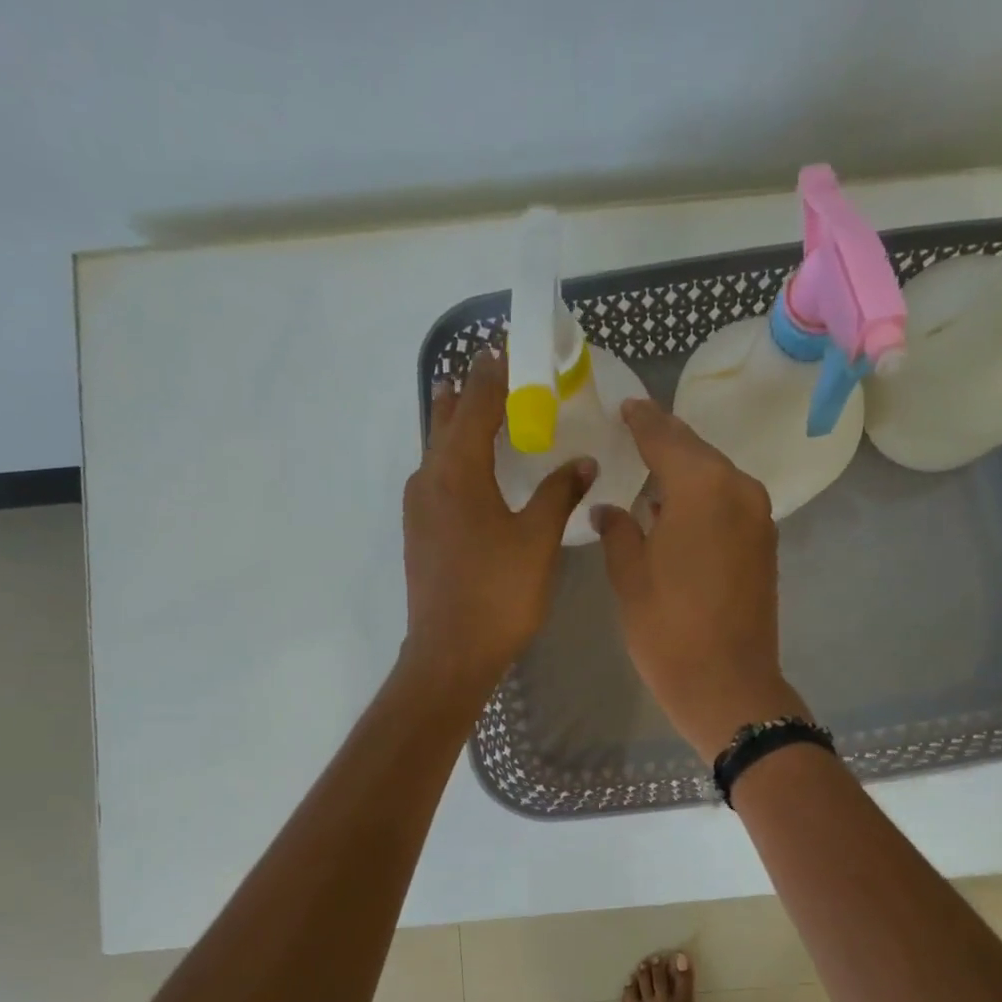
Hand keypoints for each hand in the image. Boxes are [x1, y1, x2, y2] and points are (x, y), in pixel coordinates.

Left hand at [401, 350, 596, 701]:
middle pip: (449, 416)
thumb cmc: (498, 594)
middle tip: (508, 378)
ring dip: (464, 425)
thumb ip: (559, 494)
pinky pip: (438, 476)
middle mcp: (429, 477)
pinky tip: (482, 475)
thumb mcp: (537, 541)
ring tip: (493, 416)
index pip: (477, 401)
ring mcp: (418, 506)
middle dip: (476, 391)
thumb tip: (583, 461)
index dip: (498, 371)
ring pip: (439, 448)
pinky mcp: (420, 531)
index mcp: (457, 470)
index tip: (516, 348)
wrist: (450, 653)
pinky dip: (459, 459)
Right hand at [593, 399, 811, 761]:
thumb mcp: (630, 577)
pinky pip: (729, 505)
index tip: (626, 406)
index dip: (642, 421)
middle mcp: (739, 491)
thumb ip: (618, 531)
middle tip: (634, 430)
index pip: (666, 438)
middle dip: (665, 442)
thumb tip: (611, 509)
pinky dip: (703, 499)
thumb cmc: (668, 630)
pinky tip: (677, 510)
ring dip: (685, 473)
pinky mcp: (764, 545)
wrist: (727, 684)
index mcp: (703, 488)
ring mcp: (759, 519)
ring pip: (716, 479)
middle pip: (697, 453)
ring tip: (650, 471)